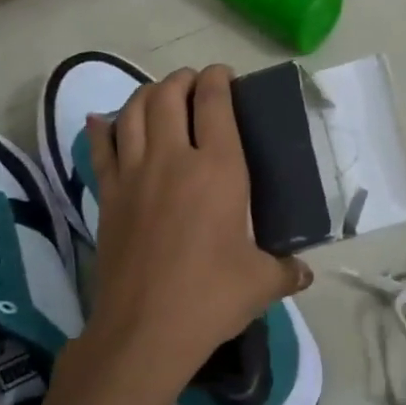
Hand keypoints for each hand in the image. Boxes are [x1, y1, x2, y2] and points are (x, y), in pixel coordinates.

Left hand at [80, 64, 309, 403]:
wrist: (146, 329)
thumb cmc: (211, 297)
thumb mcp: (262, 283)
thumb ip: (287, 271)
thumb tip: (304, 273)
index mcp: (217, 169)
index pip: (215, 104)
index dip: (218, 80)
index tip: (223, 75)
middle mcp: (172, 159)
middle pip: (168, 96)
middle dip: (181, 80)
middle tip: (193, 83)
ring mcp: (133, 175)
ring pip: (132, 113)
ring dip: (145, 94)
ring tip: (157, 95)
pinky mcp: (107, 197)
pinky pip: (100, 150)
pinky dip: (102, 130)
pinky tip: (102, 122)